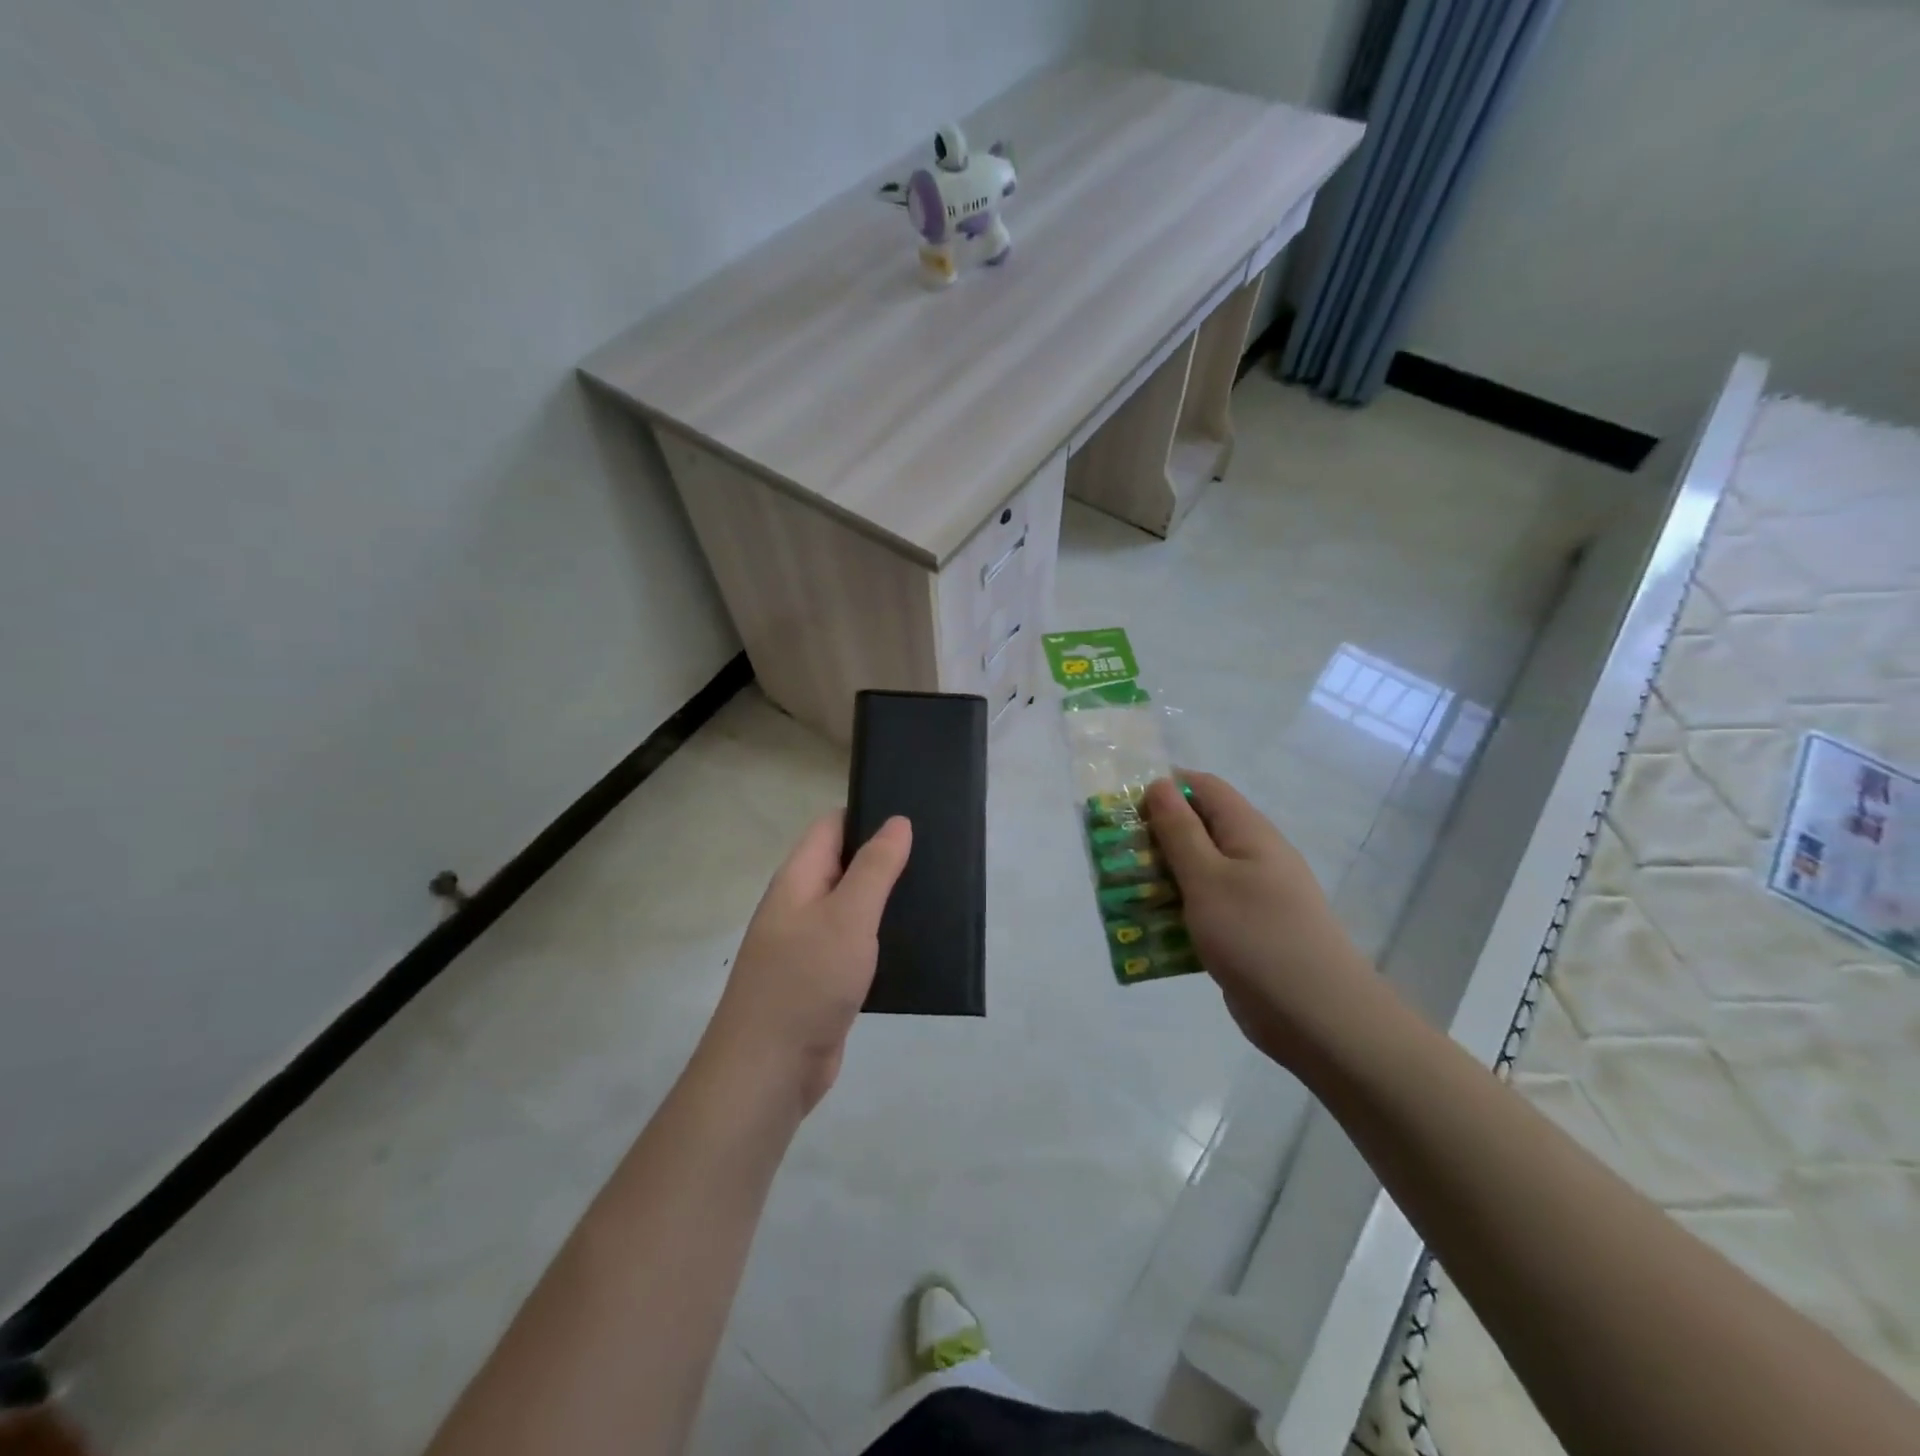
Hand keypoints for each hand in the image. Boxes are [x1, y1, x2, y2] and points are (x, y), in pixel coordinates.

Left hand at [704, 812, 911, 1112]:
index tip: (914, 814)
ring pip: (854, 907)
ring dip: (887, 900)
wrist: (769, 1069)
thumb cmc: (806, 981)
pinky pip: (856, 945)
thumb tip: (897, 822)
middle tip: (937, 853)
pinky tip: (917, 941)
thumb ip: (875, 868)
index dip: (869, 814)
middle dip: (886, 858)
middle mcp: (801, 905)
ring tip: (937, 891)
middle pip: (845, 865)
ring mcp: (810, 944)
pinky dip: (882, 938)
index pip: (832, 826)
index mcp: (798, 879)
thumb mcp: (847, 916)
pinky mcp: (824, 979)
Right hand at [1144, 772, 1372, 1070]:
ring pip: (1198, 872)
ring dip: (1161, 877)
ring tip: (1121, 892)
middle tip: (1116, 855)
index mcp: (1249, 832)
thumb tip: (1160, 784)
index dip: (1165, 788)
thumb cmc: (1257, 936)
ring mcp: (1252, 897)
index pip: (1204, 788)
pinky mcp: (1246, 932)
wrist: (1317, 1018)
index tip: (1125, 808)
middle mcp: (1253, 857)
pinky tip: (1149, 928)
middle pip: (1198, 829)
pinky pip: (1205, 908)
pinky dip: (1177, 911)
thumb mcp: (1208, 878)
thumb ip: (1180, 831)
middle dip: (1155, 837)